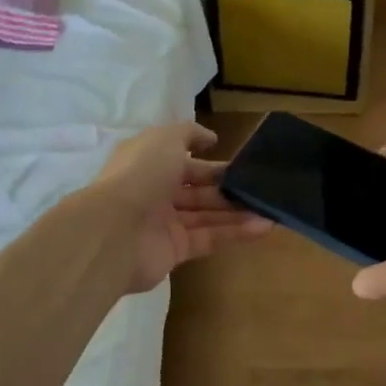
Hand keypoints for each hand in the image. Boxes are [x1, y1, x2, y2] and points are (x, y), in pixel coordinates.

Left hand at [90, 123, 272, 293]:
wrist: (114, 231)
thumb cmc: (140, 176)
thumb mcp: (165, 139)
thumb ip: (189, 134)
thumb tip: (210, 138)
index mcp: (149, 164)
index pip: (186, 162)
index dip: (212, 163)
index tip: (242, 164)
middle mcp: (156, 192)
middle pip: (198, 190)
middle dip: (228, 189)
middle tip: (260, 188)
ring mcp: (165, 224)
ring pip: (207, 215)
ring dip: (238, 212)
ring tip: (270, 210)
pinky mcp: (175, 251)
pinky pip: (209, 238)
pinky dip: (235, 233)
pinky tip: (263, 227)